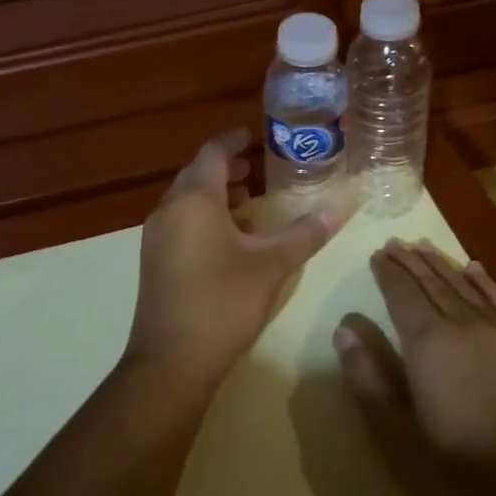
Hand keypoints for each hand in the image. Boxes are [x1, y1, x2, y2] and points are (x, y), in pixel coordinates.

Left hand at [125, 130, 344, 382]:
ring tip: (248, 204)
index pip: (212, 153)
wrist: (171, 360)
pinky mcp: (153, 261)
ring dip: (214, 196)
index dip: (232, 141)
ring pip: (185, 201)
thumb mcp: (271, 265)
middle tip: (255, 170)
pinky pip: (179, 223)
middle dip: (225, 169)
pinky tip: (228, 241)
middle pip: (196, 175)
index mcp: (194, 200)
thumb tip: (341, 208)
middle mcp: (168, 210)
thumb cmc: (223, 302)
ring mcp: (155, 237)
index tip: (252, 135)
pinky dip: (203, 218)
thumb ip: (305, 234)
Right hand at [334, 239, 495, 495]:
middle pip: (432, 283)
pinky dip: (483, 281)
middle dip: (411, 262)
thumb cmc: (466, 468)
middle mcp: (463, 326)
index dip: (388, 274)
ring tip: (423, 245)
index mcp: (428, 343)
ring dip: (441, 264)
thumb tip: (345, 330)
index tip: (377, 254)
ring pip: (464, 286)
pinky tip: (476, 269)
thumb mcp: (401, 434)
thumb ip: (369, 380)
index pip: (402, 295)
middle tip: (394, 242)